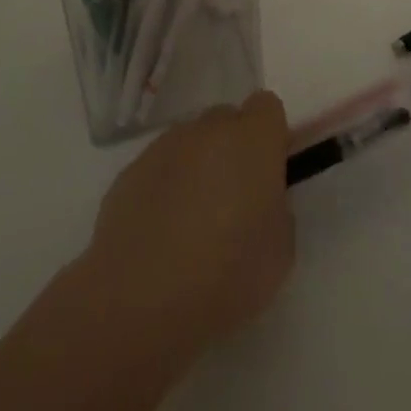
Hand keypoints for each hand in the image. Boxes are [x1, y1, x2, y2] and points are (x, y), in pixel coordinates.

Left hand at [78, 91, 294, 365]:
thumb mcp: (280, 251)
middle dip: (233, 149)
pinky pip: (159, 168)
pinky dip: (164, 189)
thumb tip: (261, 196)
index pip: (267, 108)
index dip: (270, 136)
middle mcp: (207, 130)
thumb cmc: (226, 277)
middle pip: (226, 121)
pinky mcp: (129, 172)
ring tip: (191, 223)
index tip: (269, 172)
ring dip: (197, 167)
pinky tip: (159, 235)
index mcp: (251, 140)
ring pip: (190, 143)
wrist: (140, 303)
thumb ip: (277, 206)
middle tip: (233, 201)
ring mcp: (164, 147)